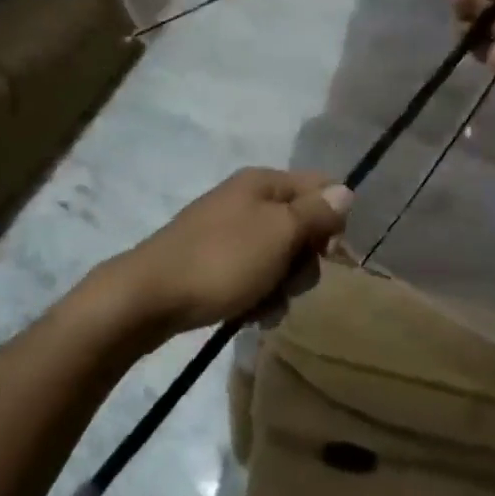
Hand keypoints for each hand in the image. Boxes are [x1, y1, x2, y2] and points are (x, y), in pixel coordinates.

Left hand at [103, 168, 350, 338]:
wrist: (147, 297)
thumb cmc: (222, 261)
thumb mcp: (279, 233)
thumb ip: (316, 213)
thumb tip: (346, 191)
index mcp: (263, 182)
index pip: (321, 186)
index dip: (332, 220)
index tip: (326, 253)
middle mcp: (247, 199)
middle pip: (302, 225)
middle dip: (304, 260)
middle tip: (291, 282)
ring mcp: (227, 231)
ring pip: (279, 255)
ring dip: (282, 284)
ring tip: (266, 305)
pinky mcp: (213, 261)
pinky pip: (253, 274)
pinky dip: (258, 294)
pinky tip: (250, 313)